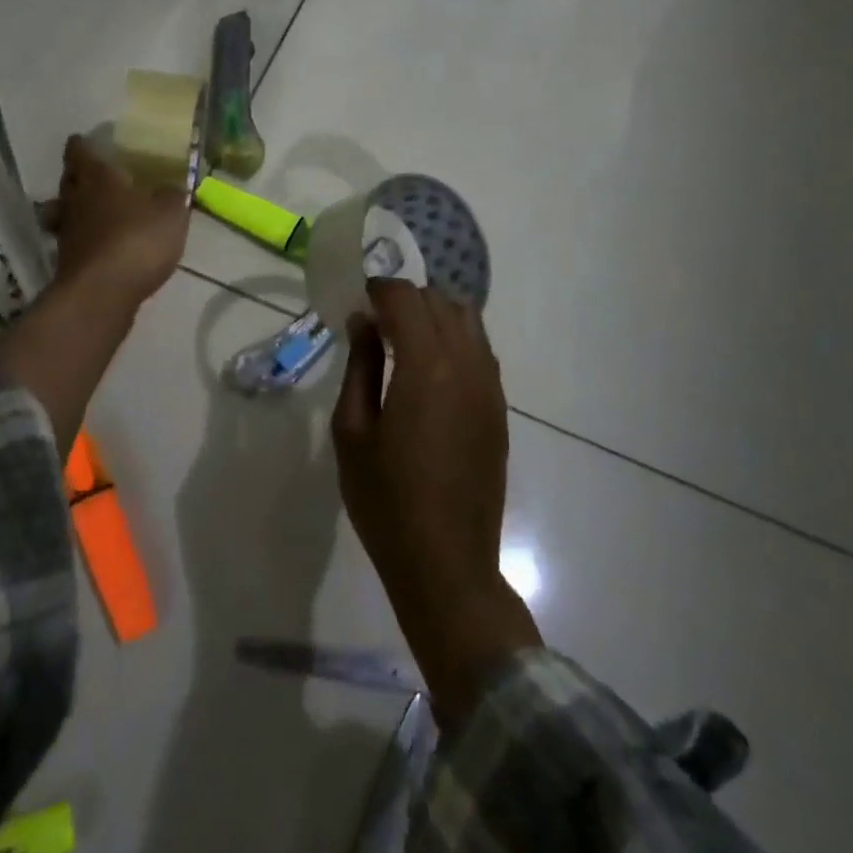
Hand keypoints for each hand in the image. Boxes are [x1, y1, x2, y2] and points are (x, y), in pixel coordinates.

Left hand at [40, 134, 189, 309]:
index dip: (82, 145)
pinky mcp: (67, 263)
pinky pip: (74, 241)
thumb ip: (171, 195)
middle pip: (69, 180)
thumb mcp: (170, 213)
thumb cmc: (137, 240)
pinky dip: (84, 240)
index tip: (85, 141)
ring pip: (65, 211)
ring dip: (76, 209)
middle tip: (95, 175)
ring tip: (95, 212)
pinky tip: (101, 246)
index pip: (80, 152)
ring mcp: (67, 233)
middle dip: (78, 176)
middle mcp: (75, 200)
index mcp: (97, 178)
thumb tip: (172, 186)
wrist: (102, 293)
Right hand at [332, 280, 539, 725]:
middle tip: (372, 322)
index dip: (377, 290)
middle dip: (404, 299)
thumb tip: (363, 321)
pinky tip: (428, 370)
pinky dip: (453, 340)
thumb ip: (359, 366)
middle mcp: (466, 365)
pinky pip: (480, 350)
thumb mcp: (352, 431)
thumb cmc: (385, 500)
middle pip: (439, 301)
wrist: (446, 563)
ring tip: (401, 342)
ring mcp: (489, 386)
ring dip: (433, 316)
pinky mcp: (499, 408)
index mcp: (426, 367)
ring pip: (467, 320)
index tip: (355, 302)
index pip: (405, 298)